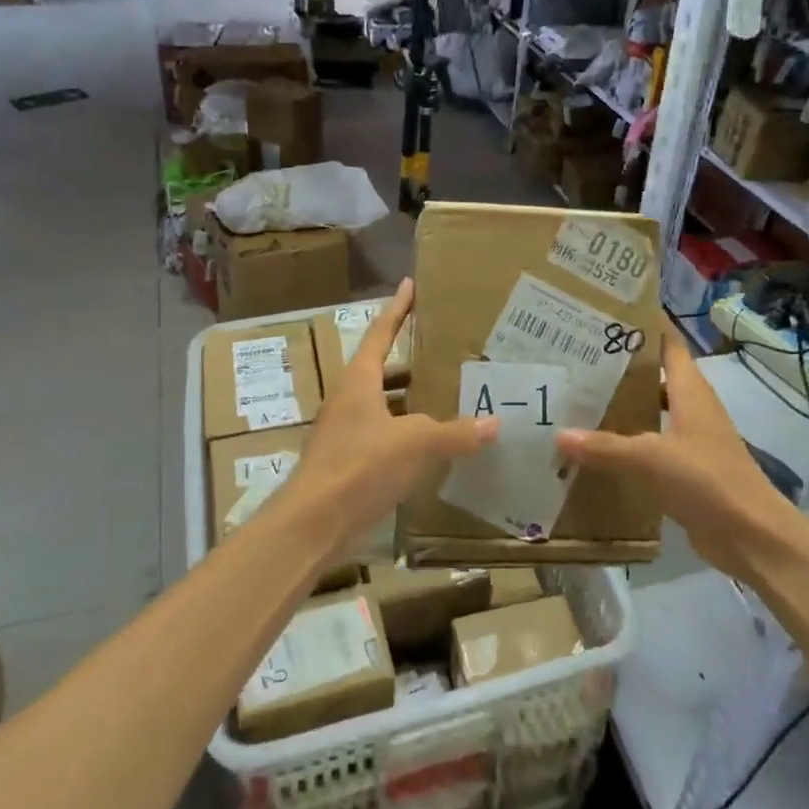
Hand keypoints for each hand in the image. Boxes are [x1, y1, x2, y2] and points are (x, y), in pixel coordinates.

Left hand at [288, 278, 497, 549]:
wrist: (313, 523)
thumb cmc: (360, 466)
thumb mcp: (415, 442)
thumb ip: (455, 432)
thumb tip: (495, 422)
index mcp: (358, 380)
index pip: (380, 333)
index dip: (397, 309)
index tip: (410, 285)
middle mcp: (348, 399)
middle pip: (381, 369)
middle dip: (410, 359)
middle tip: (445, 349)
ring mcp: (345, 431)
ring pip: (383, 404)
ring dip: (409, 398)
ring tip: (446, 394)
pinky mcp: (349, 461)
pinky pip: (384, 434)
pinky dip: (406, 432)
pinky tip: (431, 444)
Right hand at [556, 317, 793, 585]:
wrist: (752, 536)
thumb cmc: (707, 480)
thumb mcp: (652, 459)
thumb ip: (605, 447)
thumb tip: (560, 435)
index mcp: (691, 391)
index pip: (669, 345)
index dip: (646, 326)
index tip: (610, 313)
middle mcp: (693, 408)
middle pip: (656, 377)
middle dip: (622, 368)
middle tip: (578, 359)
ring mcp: (692, 441)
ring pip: (652, 413)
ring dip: (624, 407)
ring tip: (580, 400)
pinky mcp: (687, 471)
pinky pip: (651, 448)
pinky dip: (628, 444)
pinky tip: (597, 450)